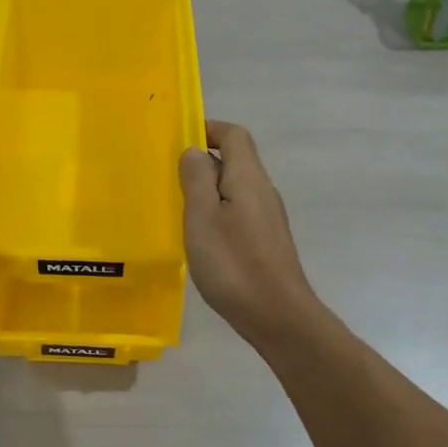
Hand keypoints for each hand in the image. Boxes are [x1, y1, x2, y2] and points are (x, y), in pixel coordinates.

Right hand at [179, 120, 321, 342]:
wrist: (278, 316)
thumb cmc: (234, 263)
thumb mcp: (202, 217)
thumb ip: (197, 179)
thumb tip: (195, 151)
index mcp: (248, 178)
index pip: (234, 135)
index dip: (208, 130)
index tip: (178, 142)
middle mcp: (262, 191)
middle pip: (235, 160)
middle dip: (202, 163)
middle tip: (169, 181)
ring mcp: (267, 218)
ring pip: (235, 189)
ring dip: (207, 191)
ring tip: (179, 210)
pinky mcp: (266, 241)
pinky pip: (238, 212)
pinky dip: (217, 214)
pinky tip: (201, 239)